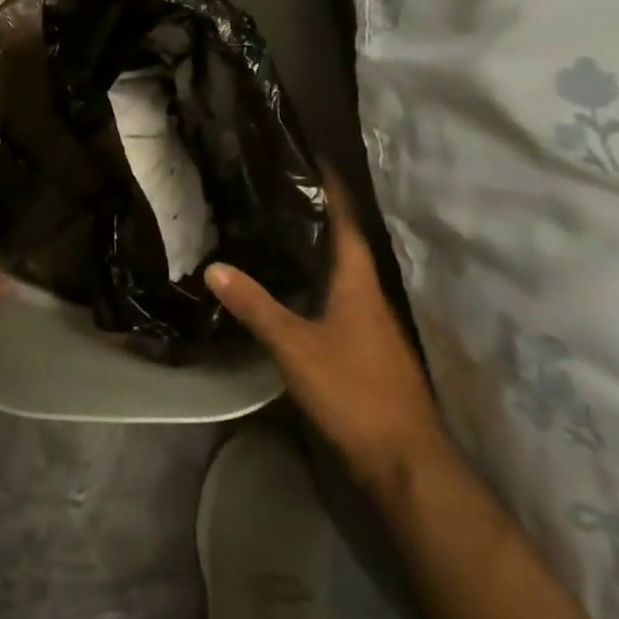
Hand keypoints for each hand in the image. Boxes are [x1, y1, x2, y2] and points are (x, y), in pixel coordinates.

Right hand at [206, 179, 448, 495]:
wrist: (404, 460)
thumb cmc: (353, 390)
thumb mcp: (295, 346)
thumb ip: (255, 306)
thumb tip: (214, 266)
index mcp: (358, 283)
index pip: (347, 221)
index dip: (333, 188)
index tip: (314, 158)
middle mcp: (371, 295)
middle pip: (346, 243)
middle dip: (320, 215)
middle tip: (282, 190)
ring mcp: (374, 325)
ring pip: (345, 274)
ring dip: (320, 250)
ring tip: (283, 230)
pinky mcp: (370, 349)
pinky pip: (343, 300)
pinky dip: (321, 283)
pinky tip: (298, 288)